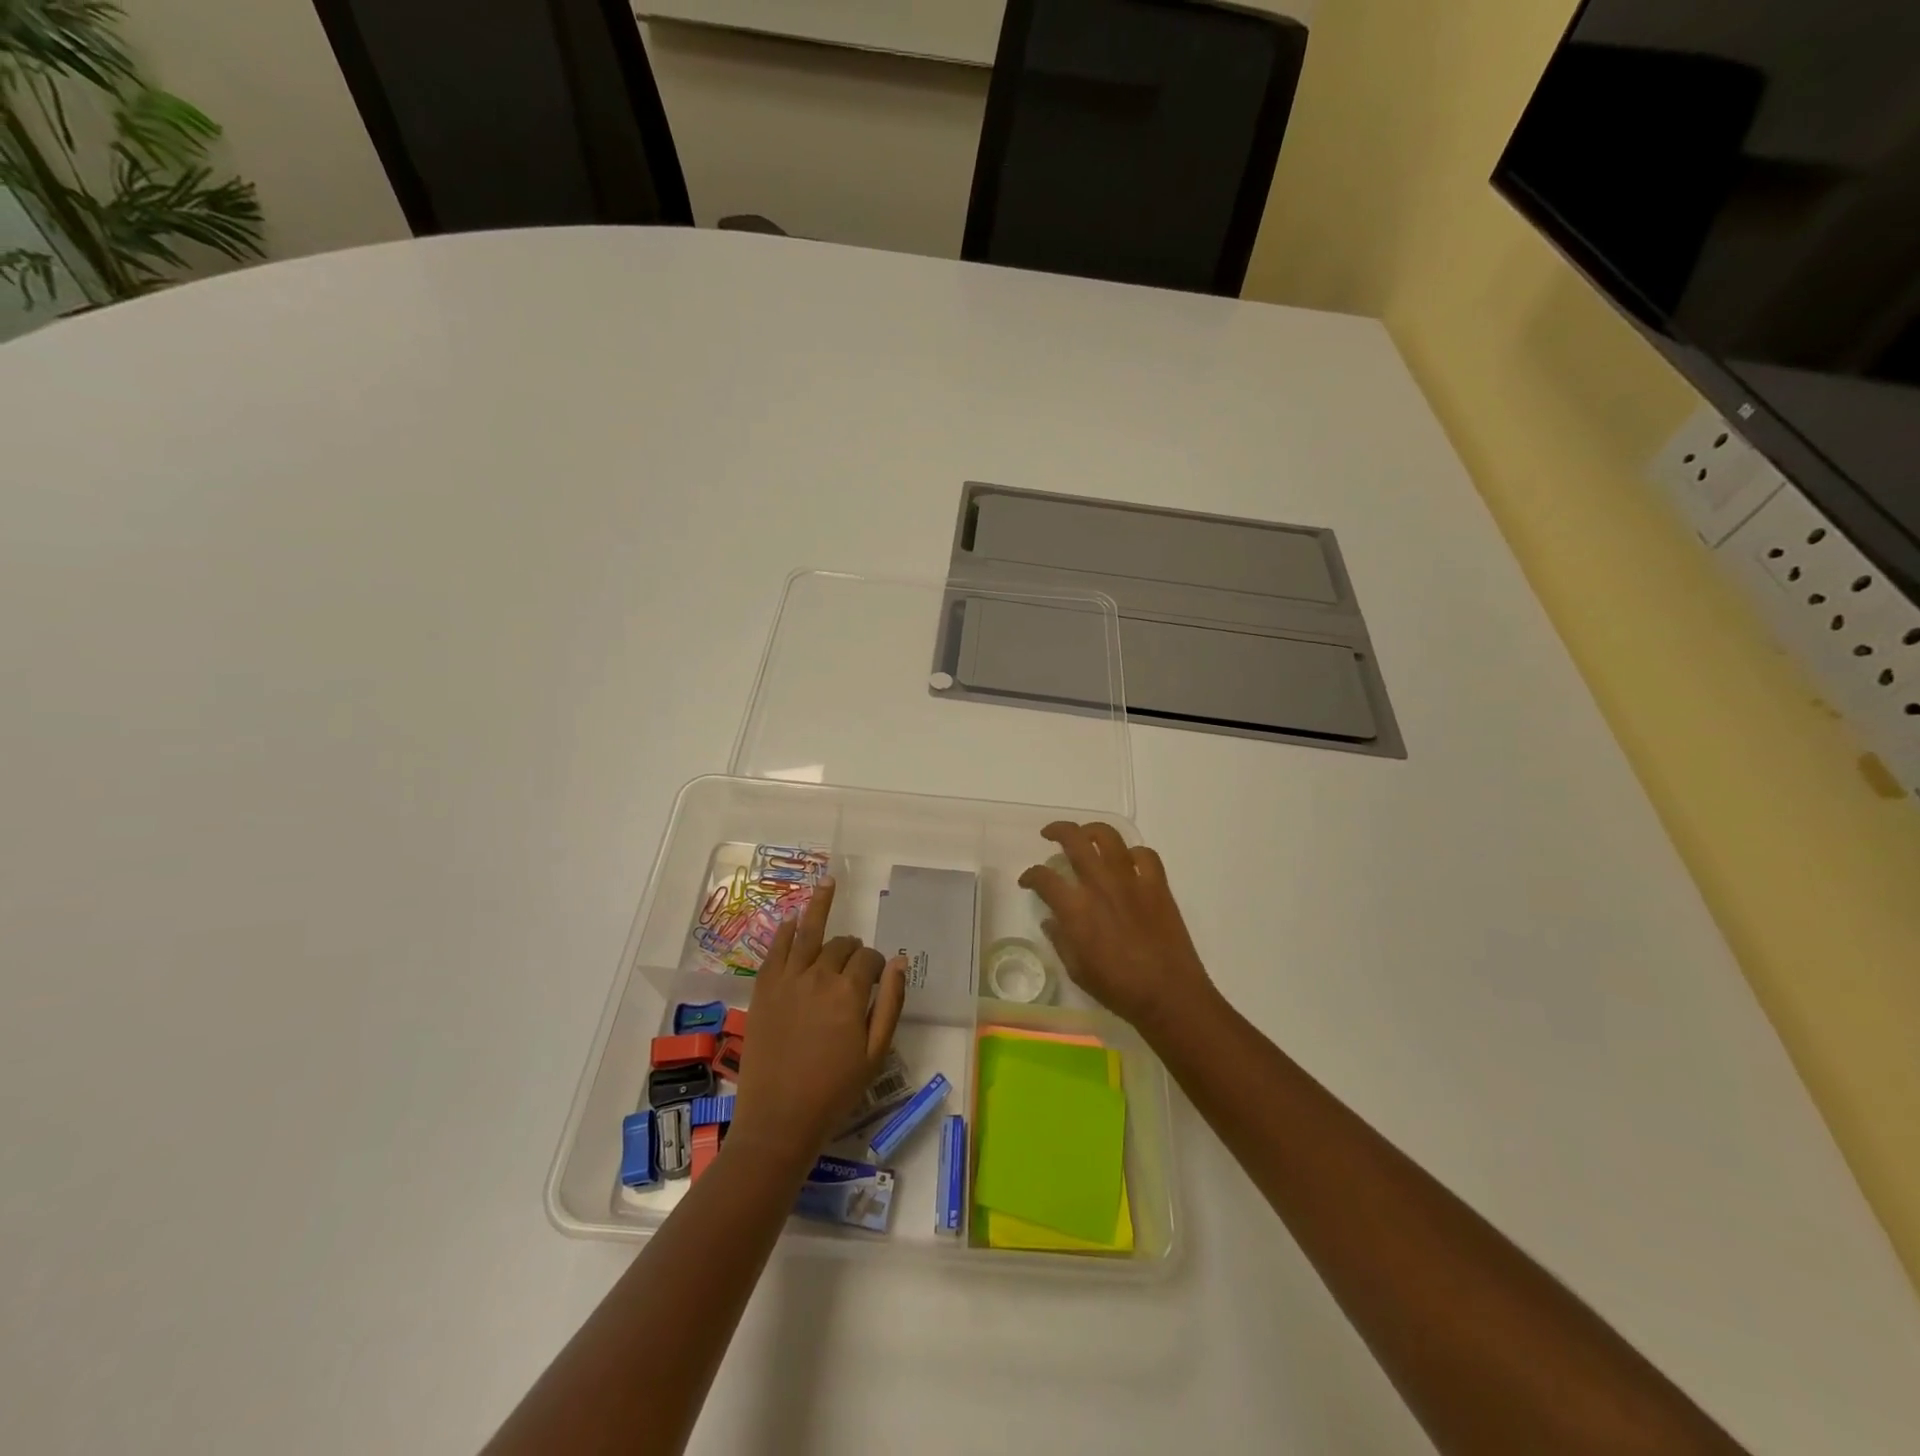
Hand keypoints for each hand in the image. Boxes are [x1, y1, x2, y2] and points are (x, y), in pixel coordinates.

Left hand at [730, 879, 907, 1167]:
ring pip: (807, 933)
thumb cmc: (834, 1091)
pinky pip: (775, 950)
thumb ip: (890, 1003)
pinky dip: (784, 931)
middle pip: (841, 945)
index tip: (876, 980)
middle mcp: (818, 976)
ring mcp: (786, 980)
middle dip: (852, 949)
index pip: (868, 959)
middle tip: (854, 965)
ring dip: (819, 906)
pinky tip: (791, 919)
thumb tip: (898, 960)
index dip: (876, 965)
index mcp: (849, 992)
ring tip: (828, 882)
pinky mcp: (763, 989)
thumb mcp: (876, 1052)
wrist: (779, 1120)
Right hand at [1018, 822, 1214, 1034]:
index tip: (1027, 881)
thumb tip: (1051, 920)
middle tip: (1050, 835)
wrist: (1168, 994)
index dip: (1030, 875)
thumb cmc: (1118, 988)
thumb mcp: (1077, 970)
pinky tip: (1128, 862)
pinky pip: (1145, 855)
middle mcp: (1100, 884)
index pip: (1043, 878)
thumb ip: (1060, 940)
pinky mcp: (1157, 885)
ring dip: (1092, 830)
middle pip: (1074, 840)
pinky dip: (1133, 853)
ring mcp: (1131, 880)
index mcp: (1075, 908)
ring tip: (1086, 836)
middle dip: (1057, 831)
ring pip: (1109, 836)